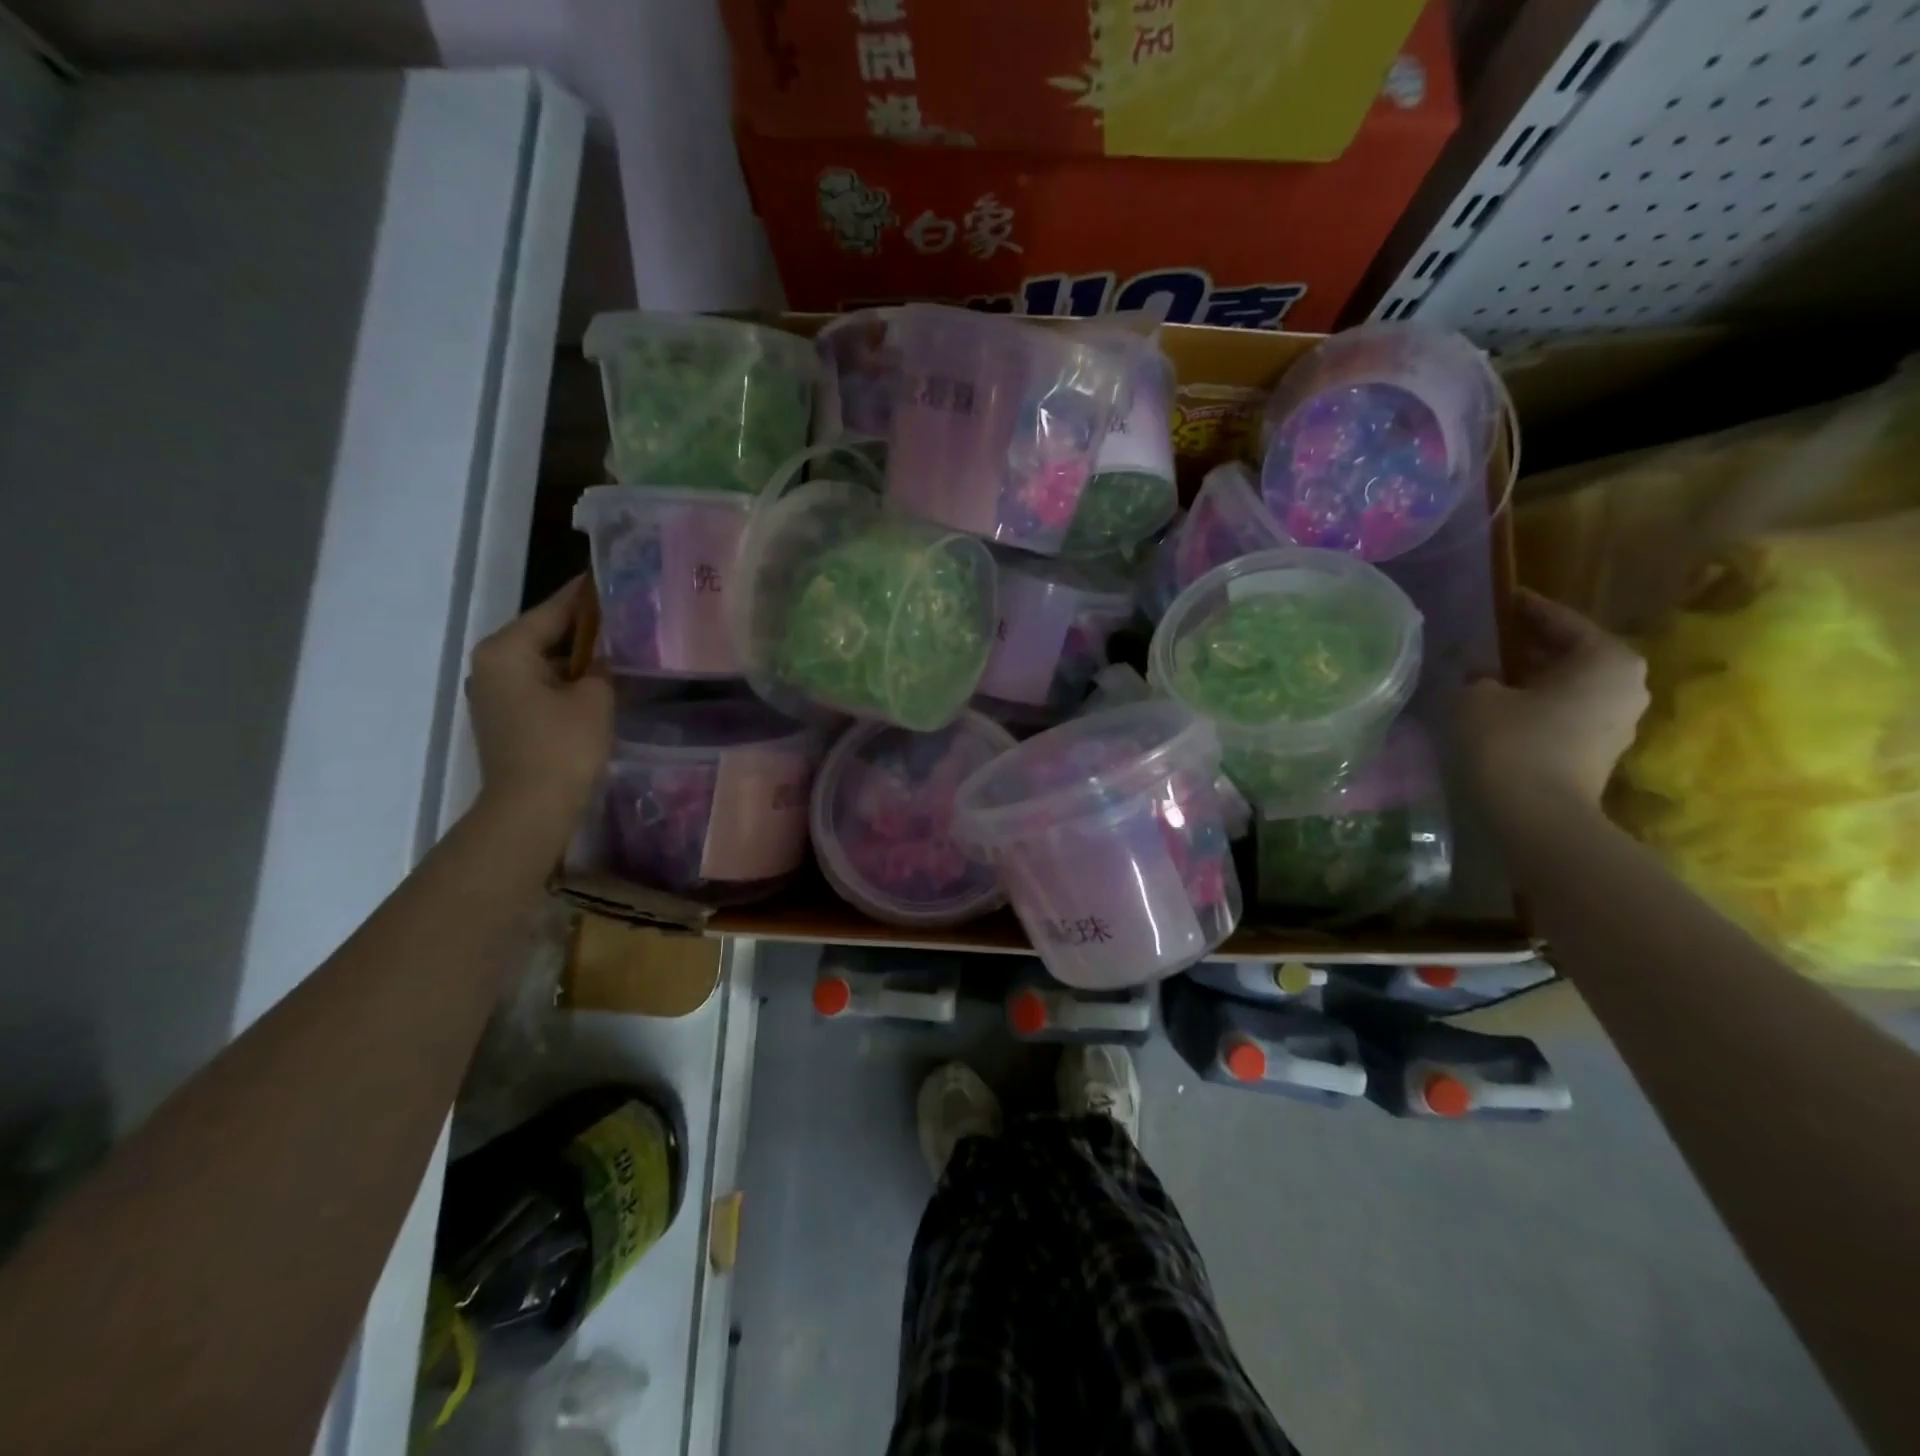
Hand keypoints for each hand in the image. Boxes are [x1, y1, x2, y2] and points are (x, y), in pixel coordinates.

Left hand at [465, 576, 613, 825]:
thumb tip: (603, 655)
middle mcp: (491, 665)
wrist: (530, 808)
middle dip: (583, 628)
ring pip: (543, 662)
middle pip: (544, 634)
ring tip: (617, 649)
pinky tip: (597, 684)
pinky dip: (566, 681)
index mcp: (507, 650)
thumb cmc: (562, 745)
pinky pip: (540, 686)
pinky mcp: (505, 718)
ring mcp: (494, 694)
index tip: (609, 578)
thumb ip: (601, 666)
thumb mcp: (595, 697)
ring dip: (576, 658)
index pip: (552, 609)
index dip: (584, 595)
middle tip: (624, 618)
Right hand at [1458, 589, 1649, 806]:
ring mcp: (1620, 721)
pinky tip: (1503, 708)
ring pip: (1568, 685)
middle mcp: (1627, 683)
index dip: (1524, 609)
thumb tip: (1482, 674)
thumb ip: (1477, 674)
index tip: (1500, 599)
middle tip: (1489, 639)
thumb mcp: (1476, 695)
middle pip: (1570, 653)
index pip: (1560, 620)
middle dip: (1529, 647)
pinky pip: (1566, 713)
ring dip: (1532, 679)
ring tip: (1490, 674)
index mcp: (1606, 658)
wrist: (1537, 817)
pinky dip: (1537, 705)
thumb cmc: (1510, 742)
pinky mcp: (1600, 751)